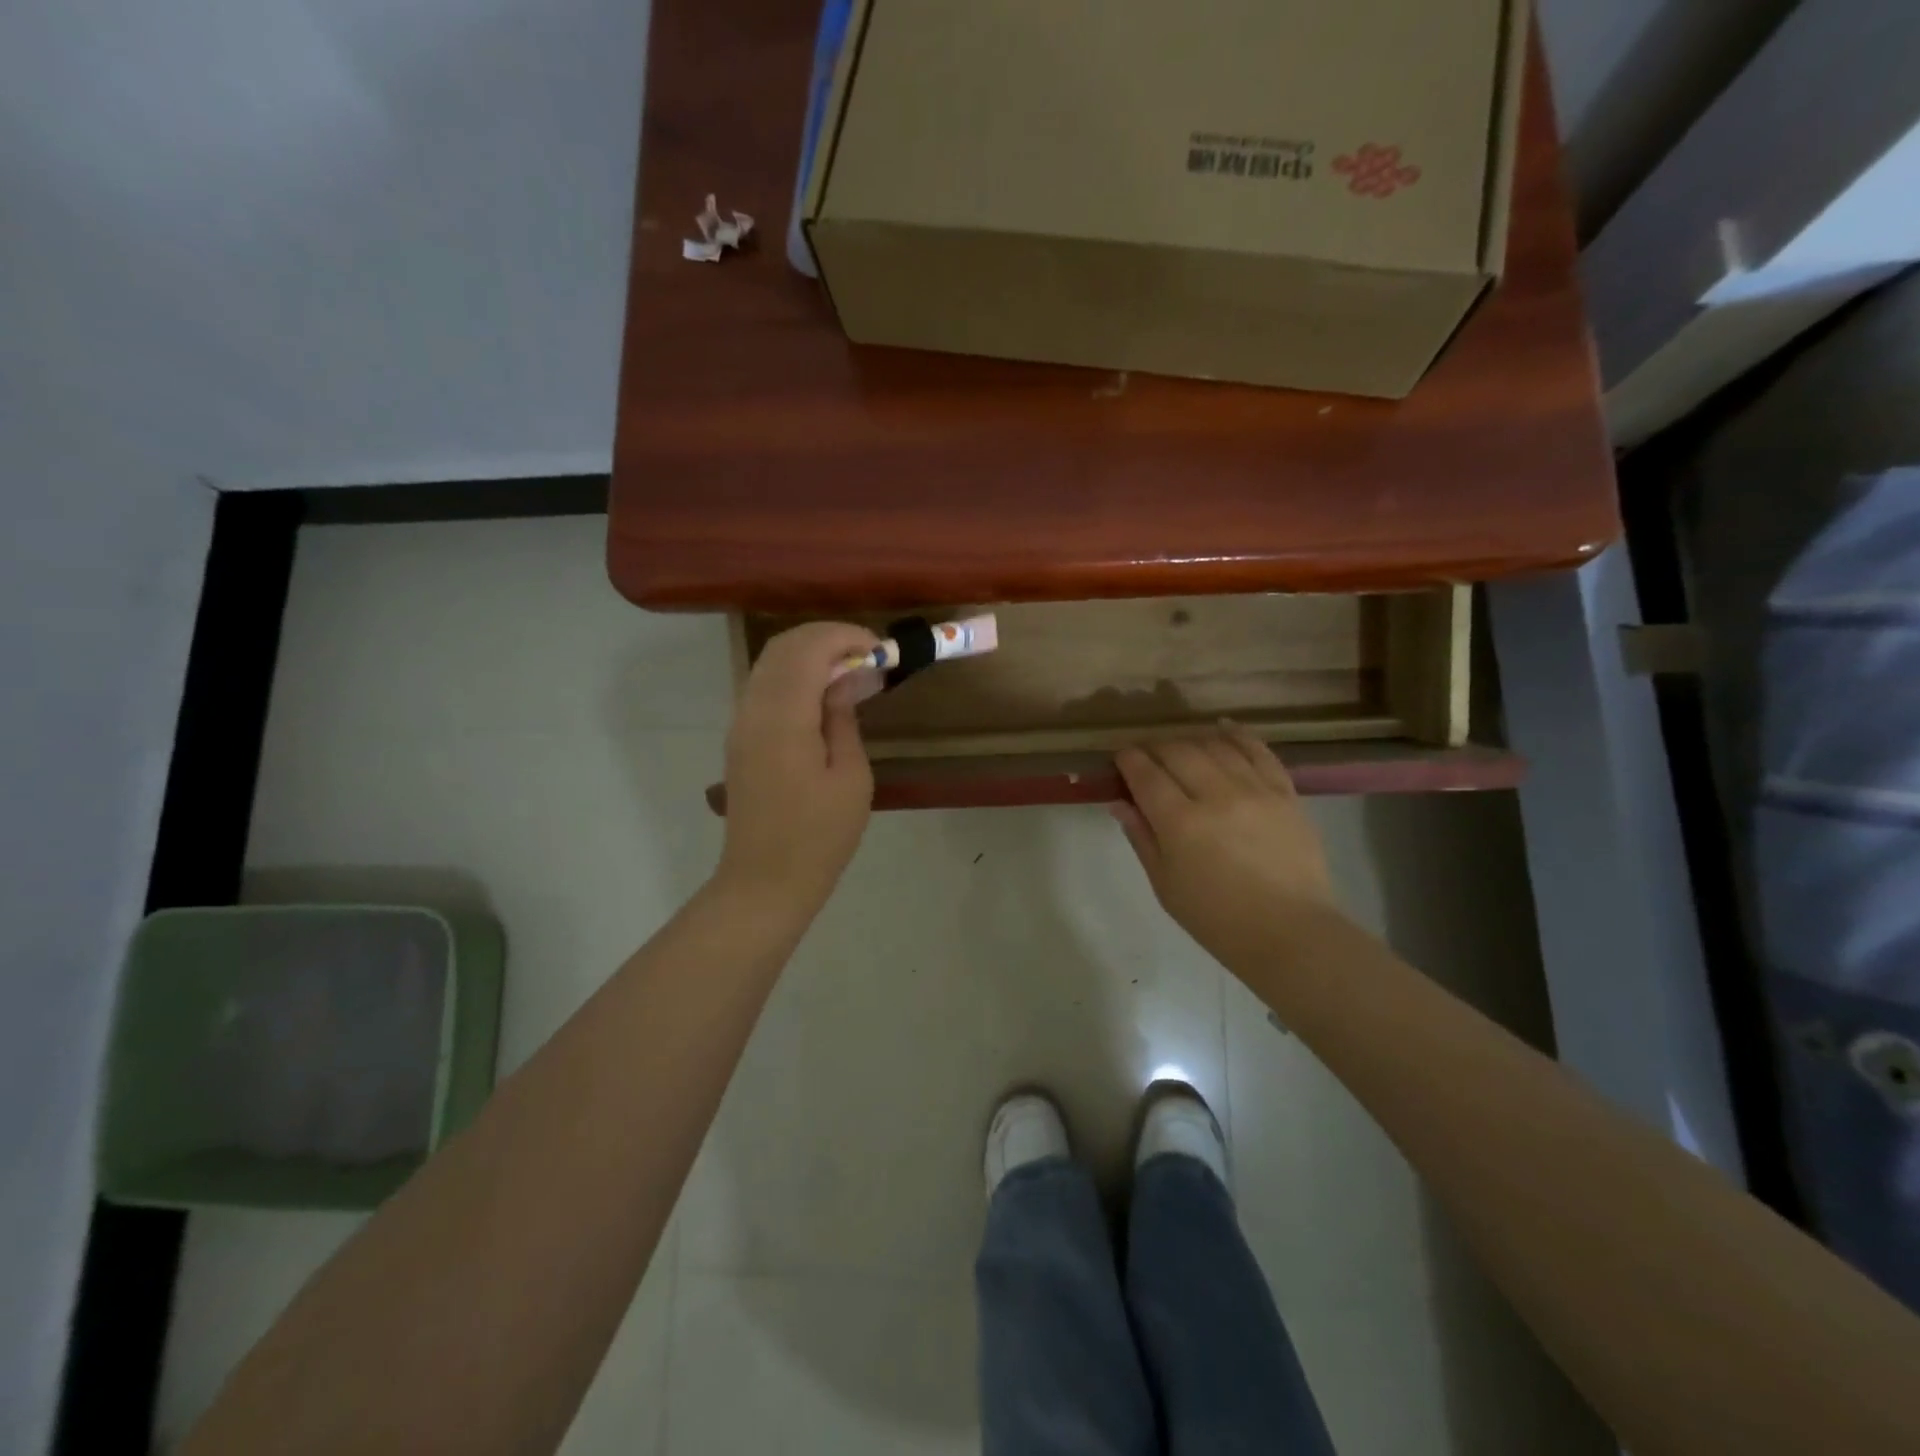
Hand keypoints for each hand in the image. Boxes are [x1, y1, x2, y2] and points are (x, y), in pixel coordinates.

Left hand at [715, 621, 881, 913]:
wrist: (765, 881)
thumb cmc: (819, 836)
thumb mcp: (850, 778)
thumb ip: (843, 720)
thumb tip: (842, 682)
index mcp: (784, 717)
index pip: (809, 648)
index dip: (846, 637)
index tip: (880, 651)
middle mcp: (753, 709)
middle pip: (784, 646)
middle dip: (827, 638)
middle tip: (867, 655)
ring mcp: (741, 723)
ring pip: (769, 662)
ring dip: (809, 654)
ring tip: (849, 671)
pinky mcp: (740, 738)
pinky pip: (764, 686)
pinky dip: (793, 675)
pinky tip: (822, 695)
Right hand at [1114, 725, 1340, 965]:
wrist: (1289, 933)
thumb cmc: (1217, 919)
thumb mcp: (1165, 885)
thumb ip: (1142, 838)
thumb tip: (1121, 802)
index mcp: (1180, 823)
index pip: (1145, 773)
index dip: (1128, 760)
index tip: (1121, 758)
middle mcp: (1216, 795)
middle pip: (1177, 751)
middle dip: (1155, 747)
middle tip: (1147, 756)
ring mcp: (1255, 790)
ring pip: (1214, 746)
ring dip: (1190, 741)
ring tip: (1181, 749)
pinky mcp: (1285, 792)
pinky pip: (1258, 751)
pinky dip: (1238, 735)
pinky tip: (1223, 728)